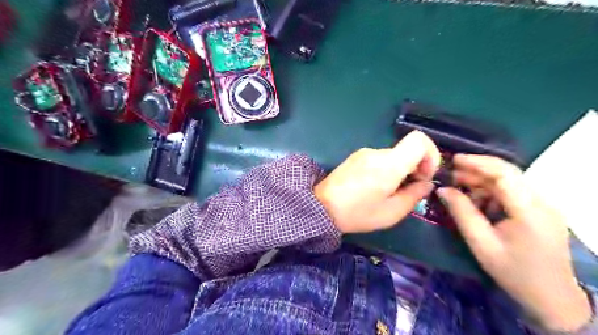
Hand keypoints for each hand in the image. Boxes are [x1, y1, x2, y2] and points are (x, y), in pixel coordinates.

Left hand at [315, 131, 440, 232]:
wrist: (320, 207)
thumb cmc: (357, 213)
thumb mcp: (391, 213)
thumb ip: (414, 196)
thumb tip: (426, 184)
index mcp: (388, 164)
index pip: (419, 140)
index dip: (431, 155)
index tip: (425, 176)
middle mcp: (376, 152)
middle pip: (407, 150)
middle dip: (415, 168)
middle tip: (408, 190)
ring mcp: (364, 153)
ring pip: (393, 156)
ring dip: (399, 171)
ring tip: (388, 192)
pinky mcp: (355, 157)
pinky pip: (379, 159)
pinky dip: (386, 170)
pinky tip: (375, 187)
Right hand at [438, 154, 589, 331]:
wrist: (551, 298)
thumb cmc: (513, 272)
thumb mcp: (481, 243)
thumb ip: (462, 213)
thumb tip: (442, 189)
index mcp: (529, 211)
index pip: (504, 174)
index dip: (478, 163)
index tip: (454, 160)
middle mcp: (541, 202)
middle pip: (507, 174)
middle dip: (476, 171)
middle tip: (450, 175)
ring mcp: (544, 206)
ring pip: (509, 182)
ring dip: (482, 183)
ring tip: (459, 190)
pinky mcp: (540, 211)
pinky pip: (513, 193)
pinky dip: (491, 193)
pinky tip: (477, 203)